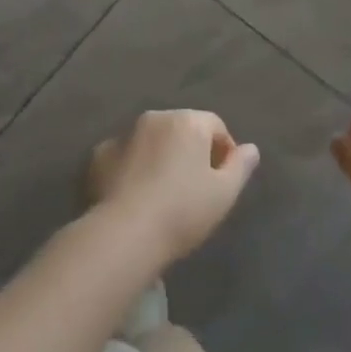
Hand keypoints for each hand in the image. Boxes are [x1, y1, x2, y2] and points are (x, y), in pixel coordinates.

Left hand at [88, 110, 259, 265]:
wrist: (125, 233)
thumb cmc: (183, 210)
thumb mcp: (224, 193)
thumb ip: (241, 166)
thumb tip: (251, 148)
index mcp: (188, 121)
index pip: (215, 125)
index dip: (224, 151)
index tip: (224, 180)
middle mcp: (156, 118)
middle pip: (182, 129)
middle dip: (192, 151)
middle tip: (196, 187)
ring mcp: (124, 134)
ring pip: (152, 141)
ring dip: (161, 157)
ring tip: (164, 193)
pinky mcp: (99, 155)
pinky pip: (125, 156)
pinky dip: (133, 167)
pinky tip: (136, 195)